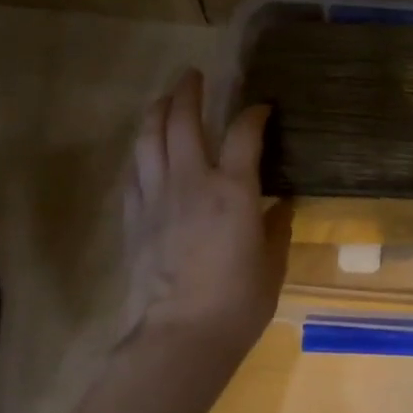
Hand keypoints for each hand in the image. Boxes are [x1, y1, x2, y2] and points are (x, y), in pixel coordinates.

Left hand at [117, 70, 291, 362]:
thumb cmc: (237, 304)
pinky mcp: (133, 218)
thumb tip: (280, 206)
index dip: (255, 113)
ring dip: (156, 111)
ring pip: (148, 138)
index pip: (244, 133)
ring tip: (164, 98)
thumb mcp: (272, 265)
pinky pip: (133, 172)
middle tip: (194, 75)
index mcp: (233, 190)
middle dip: (189, 91)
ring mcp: (156, 197)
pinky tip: (144, 150)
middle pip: (182, 120)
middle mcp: (191, 181)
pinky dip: (140, 152)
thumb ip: (276, 228)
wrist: (179, 336)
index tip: (263, 107)